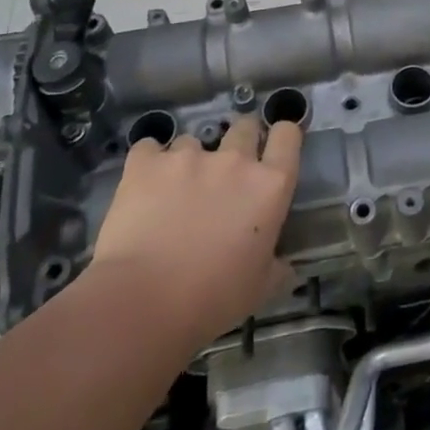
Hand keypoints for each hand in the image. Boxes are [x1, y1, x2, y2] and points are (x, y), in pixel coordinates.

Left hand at [89, 115, 302, 347]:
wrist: (142, 303)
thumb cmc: (212, 300)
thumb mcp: (259, 289)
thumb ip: (277, 268)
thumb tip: (285, 266)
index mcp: (269, 186)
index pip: (287, 135)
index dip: (283, 136)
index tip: (274, 148)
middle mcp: (234, 161)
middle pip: (245, 126)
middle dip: (240, 140)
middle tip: (227, 171)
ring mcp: (188, 157)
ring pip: (193, 141)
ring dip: (189, 161)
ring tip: (174, 193)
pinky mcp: (146, 164)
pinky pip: (149, 148)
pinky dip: (148, 163)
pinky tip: (142, 186)